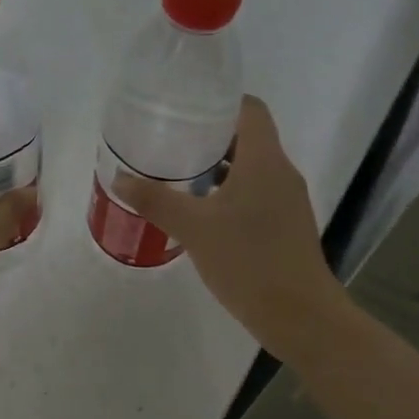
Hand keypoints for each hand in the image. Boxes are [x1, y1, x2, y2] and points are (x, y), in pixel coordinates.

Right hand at [115, 95, 352, 360]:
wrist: (300, 316)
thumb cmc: (248, 261)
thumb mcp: (194, 228)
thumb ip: (155, 200)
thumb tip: (119, 177)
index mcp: (264, 160)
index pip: (250, 109)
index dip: (220, 102)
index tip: (185, 108)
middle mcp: (281, 172)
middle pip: (248, 137)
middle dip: (210, 136)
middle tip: (170, 140)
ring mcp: (287, 201)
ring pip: (251, 168)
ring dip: (218, 166)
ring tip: (179, 173)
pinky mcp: (286, 226)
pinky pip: (256, 193)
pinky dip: (229, 192)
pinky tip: (201, 211)